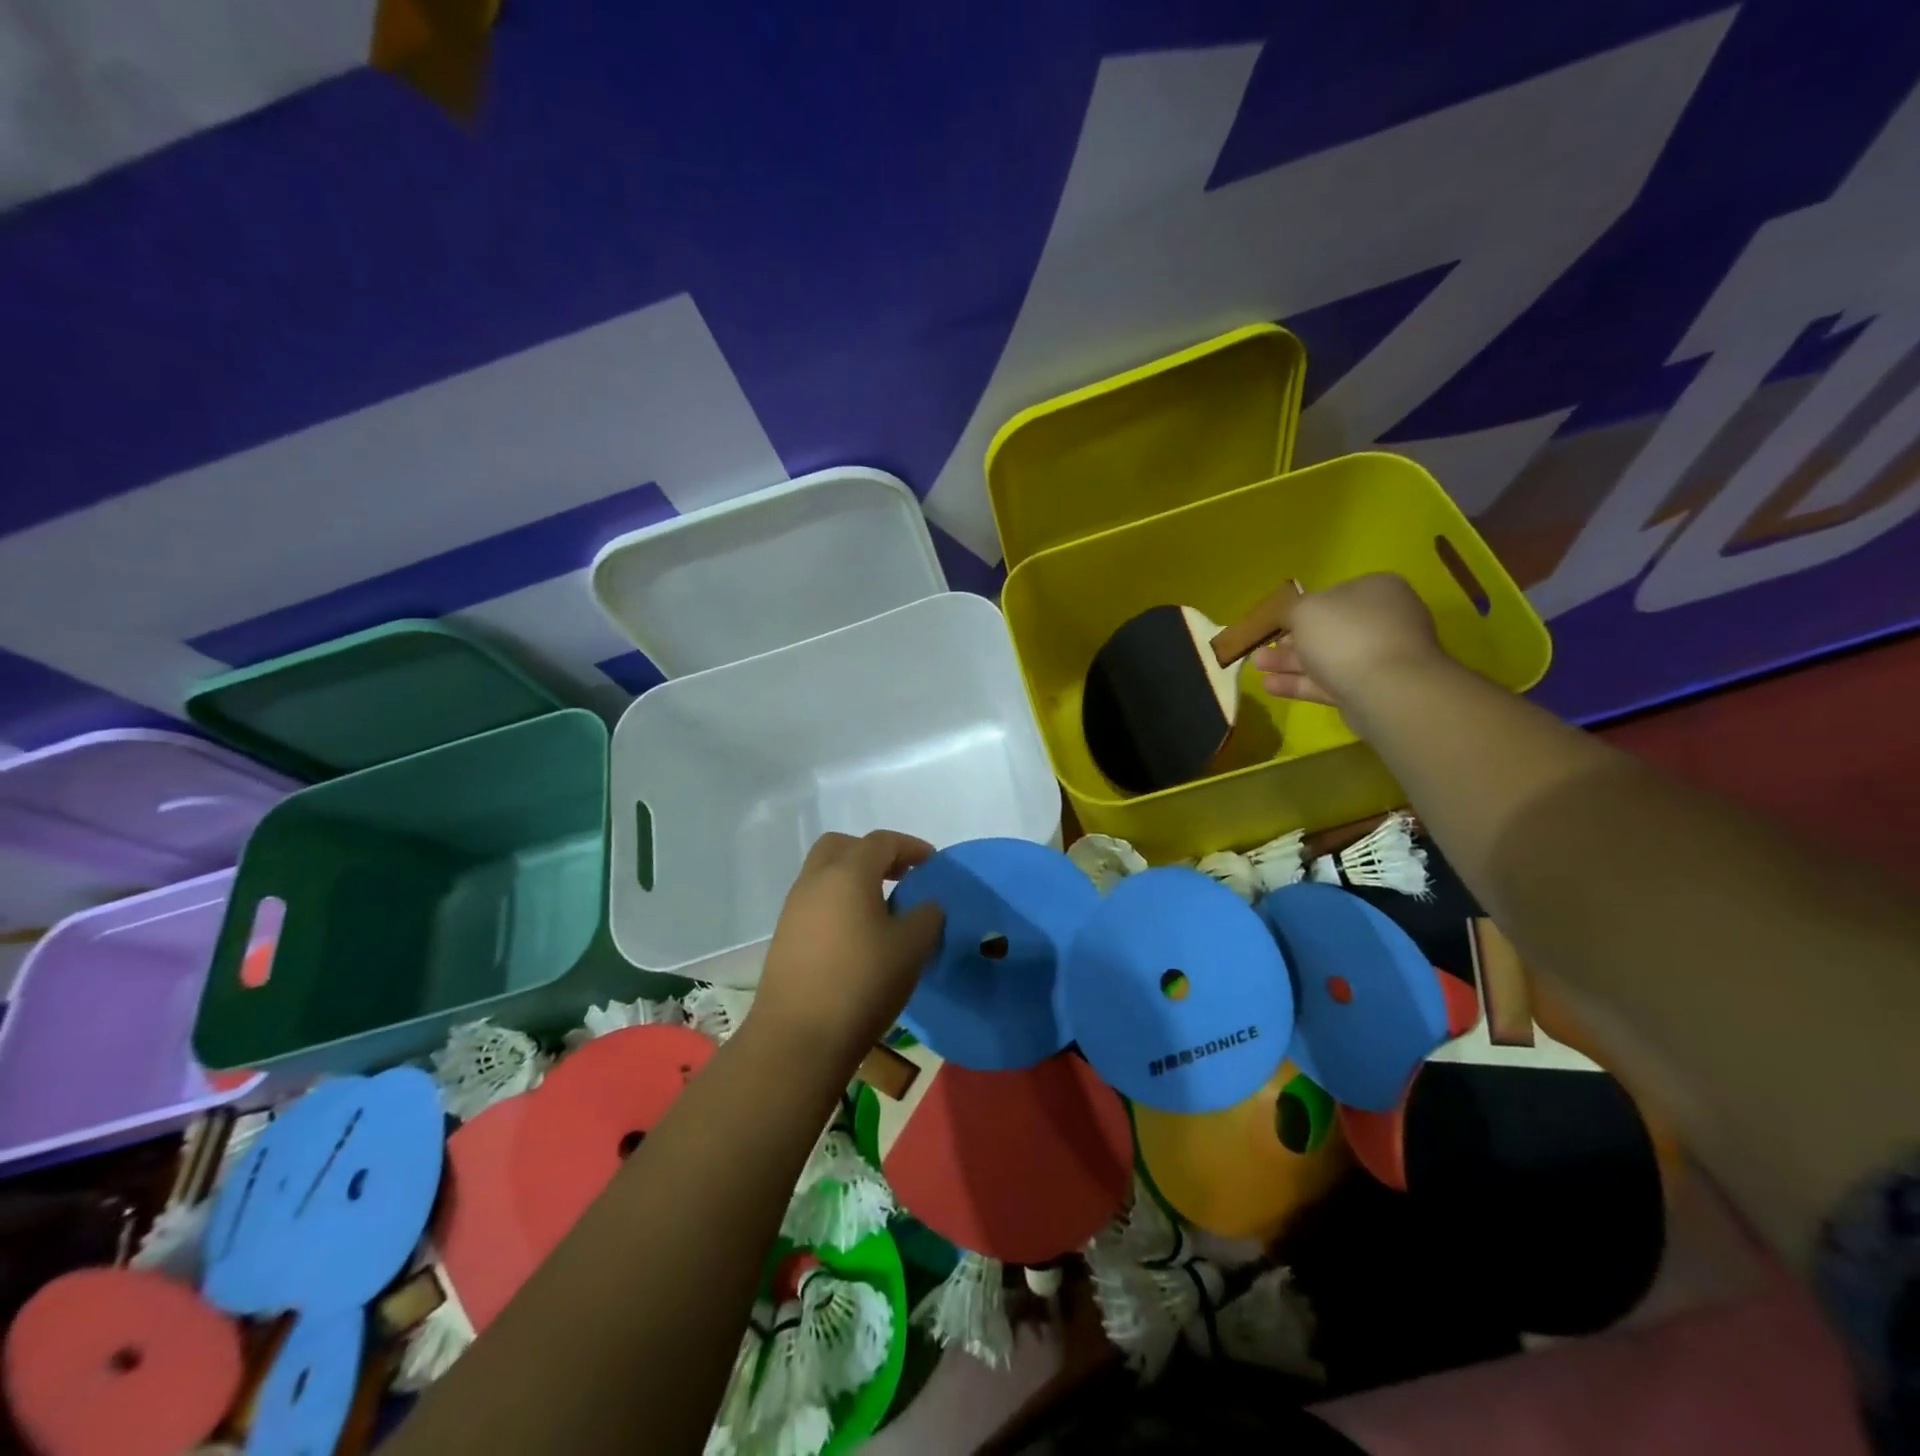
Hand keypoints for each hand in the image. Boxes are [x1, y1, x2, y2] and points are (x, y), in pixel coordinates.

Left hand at [750, 830, 944, 1061]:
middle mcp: (815, 881)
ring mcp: (794, 909)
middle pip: (842, 847)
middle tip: (901, 876)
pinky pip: (816, 902)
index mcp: (847, 873)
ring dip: (854, 879)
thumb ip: (926, 916)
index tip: (932, 863)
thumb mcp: (911, 948)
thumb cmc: (862, 983)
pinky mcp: (785, 937)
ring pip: (825, 874)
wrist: (798, 1038)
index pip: (881, 842)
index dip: (910, 847)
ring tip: (883, 909)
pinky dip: (839, 903)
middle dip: (873, 854)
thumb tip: (925, 905)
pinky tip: (858, 935)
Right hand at [1251, 573, 1443, 708]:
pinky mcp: (1371, 689)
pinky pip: (1330, 683)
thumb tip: (1292, 615)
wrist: (1386, 688)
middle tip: (1262, 648)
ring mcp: (1380, 656)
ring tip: (1257, 667)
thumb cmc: (1345, 634)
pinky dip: (1301, 683)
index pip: (1333, 595)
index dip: (1301, 609)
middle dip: (1291, 640)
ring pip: (1326, 658)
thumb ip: (1290, 610)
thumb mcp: (1304, 610)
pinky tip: (1270, 686)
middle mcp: (1383, 619)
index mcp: (1376, 589)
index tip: (1276, 623)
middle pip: (1328, 629)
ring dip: (1289, 662)